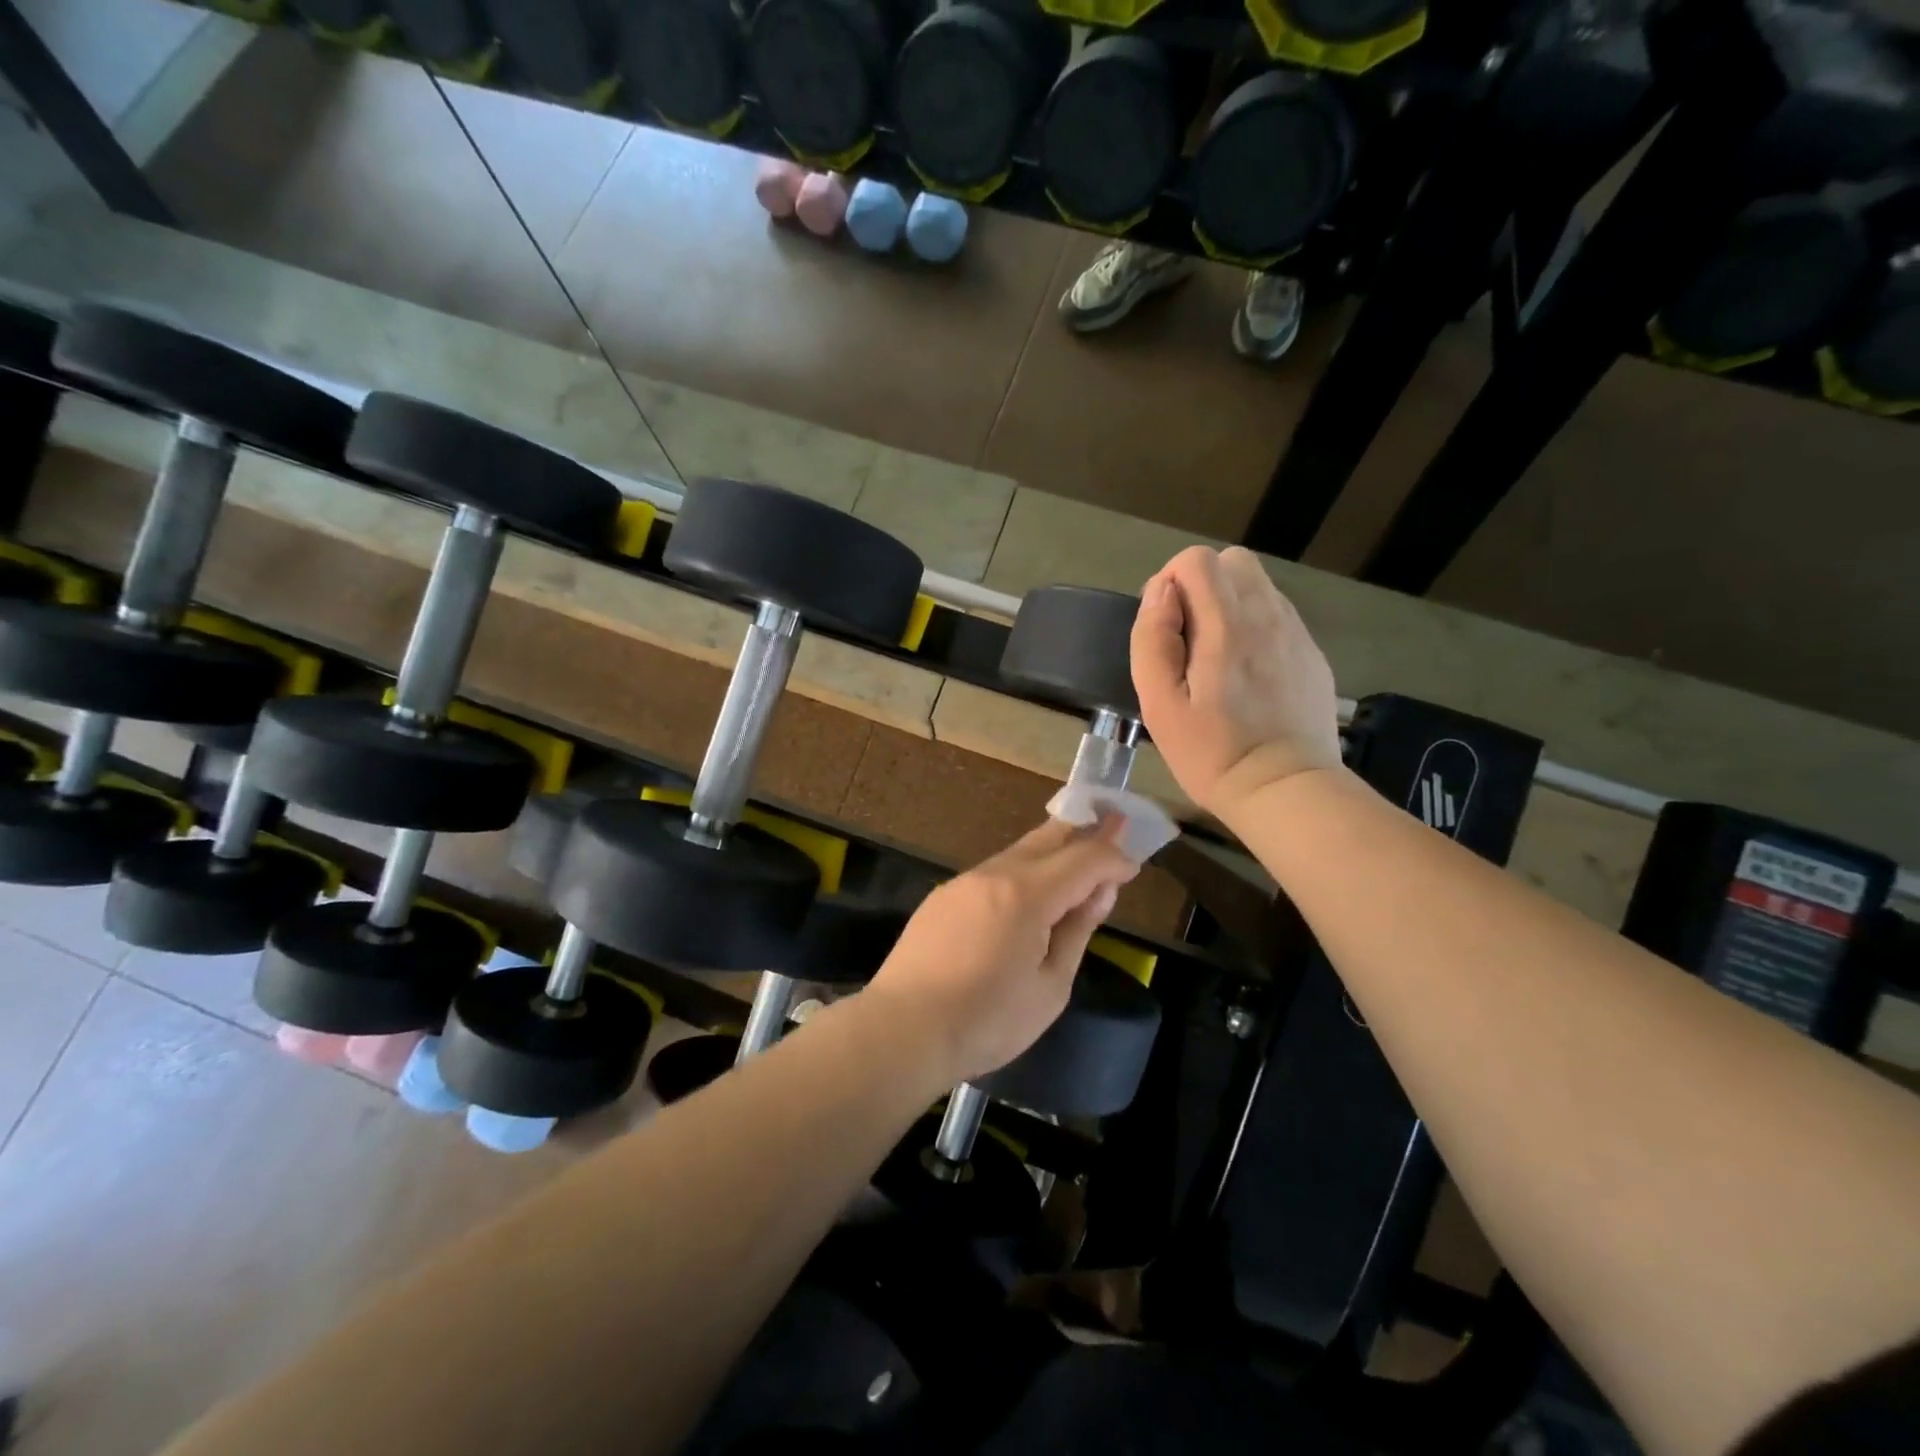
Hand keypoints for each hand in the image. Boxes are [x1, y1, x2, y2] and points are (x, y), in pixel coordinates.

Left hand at [863, 818, 1140, 1089]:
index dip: (1113, 858)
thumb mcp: (1050, 987)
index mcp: (1027, 894)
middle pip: (1048, 837)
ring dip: (1051, 852)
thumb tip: (1098, 892)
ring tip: (1075, 861)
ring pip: (1018, 853)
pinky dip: (1021, 873)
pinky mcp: (942, 897)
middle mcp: (994, 874)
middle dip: (1084, 829)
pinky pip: (992, 874)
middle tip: (1113, 821)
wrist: (903, 1029)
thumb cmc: (987, 1021)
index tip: (1133, 864)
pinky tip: (1027, 895)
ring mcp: (963, 882)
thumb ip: (1077, 931)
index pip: (1084, 859)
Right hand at [1131, 545, 1341, 819]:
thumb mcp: (1159, 704)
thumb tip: (1160, 593)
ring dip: (1229, 606)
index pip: (1197, 559)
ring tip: (1217, 659)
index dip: (1170, 583)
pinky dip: (1256, 627)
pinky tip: (1247, 675)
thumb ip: (1153, 639)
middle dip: (1202, 586)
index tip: (1165, 628)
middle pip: (1233, 561)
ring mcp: (1296, 633)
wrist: (1285, 790)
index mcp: (1226, 624)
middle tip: (1189, 638)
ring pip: (1258, 586)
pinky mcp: (1311, 654)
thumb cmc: (1211, 752)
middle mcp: (1267, 615)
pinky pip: (1278, 616)